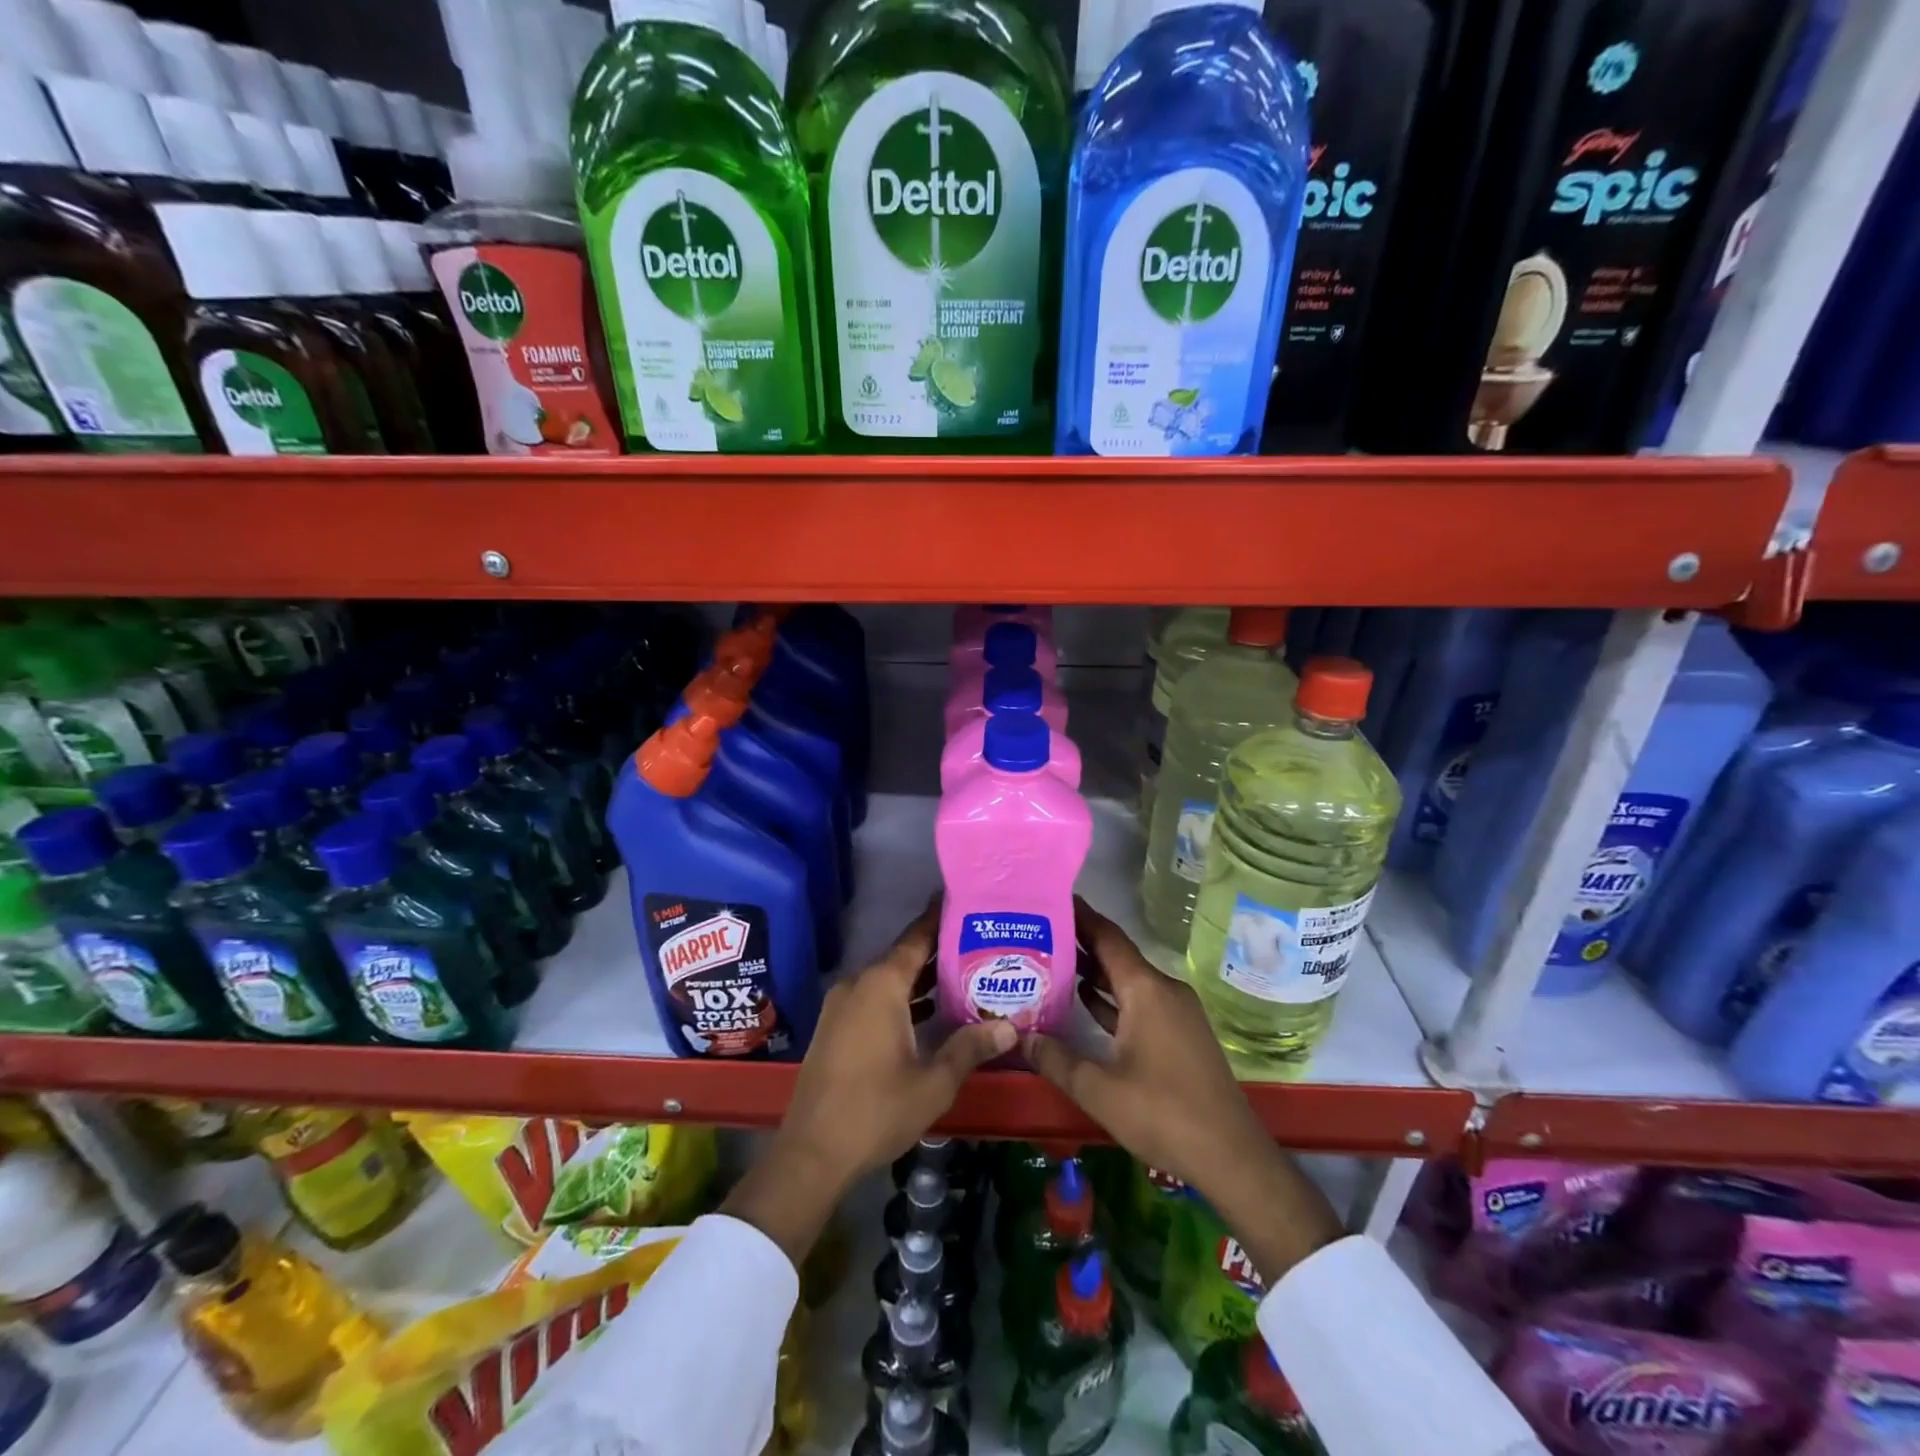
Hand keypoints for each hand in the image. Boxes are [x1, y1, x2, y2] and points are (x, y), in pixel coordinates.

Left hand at [721, 904, 1014, 1264]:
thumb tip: (1010, 1027)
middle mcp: (858, 984)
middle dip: (939, 952)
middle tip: (979, 946)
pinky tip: (929, 1013)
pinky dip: (900, 999)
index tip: (963, 901)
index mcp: (881, 985)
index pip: (916, 938)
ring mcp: (841, 1005)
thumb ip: (970, 1047)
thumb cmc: (876, 1111)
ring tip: (963, 978)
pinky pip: (873, 998)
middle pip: (903, 957)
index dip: (940, 919)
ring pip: (888, 980)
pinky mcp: (834, 1027)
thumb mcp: (934, 1082)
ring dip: (921, 980)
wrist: (812, 1154)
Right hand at [1022, 901, 1342, 1281]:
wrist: (1231, 1156)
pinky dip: (1112, 998)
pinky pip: (1139, 1002)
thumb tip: (1019, 1036)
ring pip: (1127, 980)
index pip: (1107, 937)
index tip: (1050, 898)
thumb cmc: (1162, 1114)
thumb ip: (1055, 1059)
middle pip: (1116, 955)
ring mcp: (1175, 1012)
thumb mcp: (1098, 1089)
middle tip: (1037, 932)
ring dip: (1094, 972)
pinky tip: (1083, 1001)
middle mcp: (1163, 990)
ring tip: (1051, 962)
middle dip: (1079, 943)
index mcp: (1146, 989)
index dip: (1079, 916)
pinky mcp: (1179, 1033)